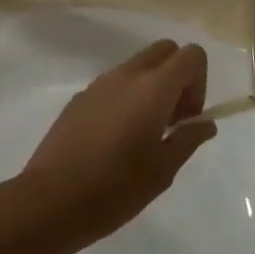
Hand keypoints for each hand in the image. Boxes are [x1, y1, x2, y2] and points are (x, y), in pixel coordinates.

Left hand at [21, 40, 215, 253]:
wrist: (48, 202)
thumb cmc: (114, 189)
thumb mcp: (162, 171)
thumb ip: (188, 139)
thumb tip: (205, 123)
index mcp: (153, 88)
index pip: (191, 55)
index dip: (199, 82)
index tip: (187, 118)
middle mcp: (127, 75)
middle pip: (165, 50)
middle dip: (177, 77)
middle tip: (171, 120)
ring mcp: (99, 84)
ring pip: (138, 66)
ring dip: (151, 87)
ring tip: (143, 134)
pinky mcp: (79, 98)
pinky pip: (113, 84)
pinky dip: (125, 98)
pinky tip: (113, 141)